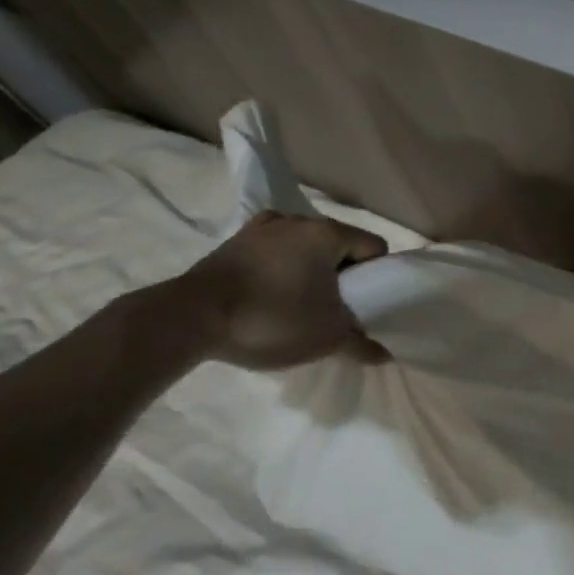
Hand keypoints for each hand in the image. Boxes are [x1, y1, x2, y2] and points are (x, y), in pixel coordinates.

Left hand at [172, 211, 389, 368]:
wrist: (189, 320)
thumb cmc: (270, 319)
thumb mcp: (325, 338)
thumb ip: (360, 344)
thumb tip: (384, 355)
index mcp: (329, 233)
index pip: (374, 247)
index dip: (376, 276)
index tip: (361, 304)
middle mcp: (300, 220)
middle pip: (340, 244)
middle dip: (342, 273)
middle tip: (332, 308)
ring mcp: (264, 227)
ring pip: (305, 245)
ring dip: (310, 267)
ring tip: (298, 301)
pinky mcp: (235, 241)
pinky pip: (273, 247)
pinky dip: (279, 262)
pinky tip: (270, 286)